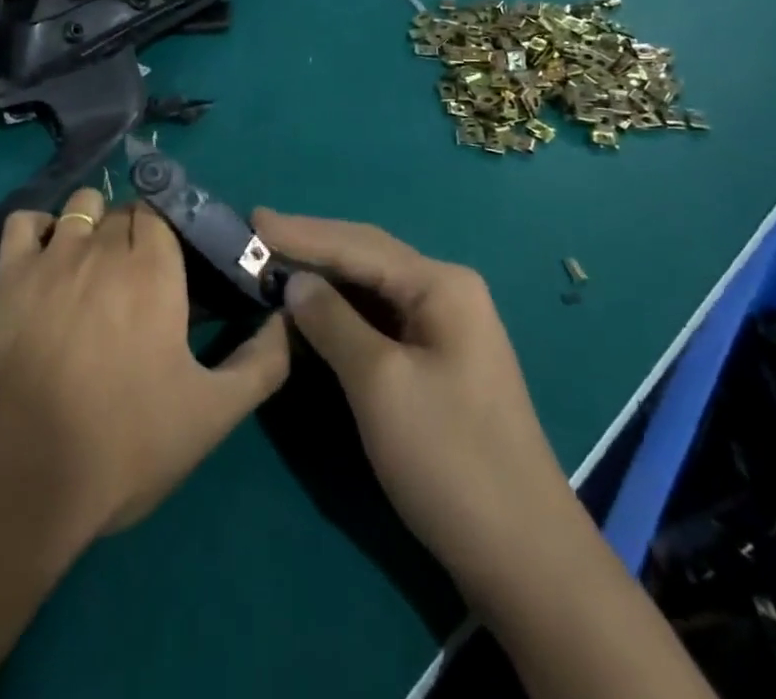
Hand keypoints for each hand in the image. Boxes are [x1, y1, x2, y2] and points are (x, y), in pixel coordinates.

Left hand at [0, 187, 290, 553]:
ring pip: (81, 205)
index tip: (175, 262)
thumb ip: (264, 362)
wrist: (24, 483)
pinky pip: (25, 223)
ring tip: (95, 265)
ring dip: (94, 223)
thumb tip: (290, 318)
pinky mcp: (8, 277)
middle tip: (140, 277)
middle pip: (126, 210)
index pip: (165, 213)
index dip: (172, 232)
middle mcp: (105, 247)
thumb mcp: (212, 414)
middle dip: (137, 231)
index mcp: (154, 270)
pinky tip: (48, 260)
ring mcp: (52, 257)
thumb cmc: (125, 445)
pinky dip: (40, 230)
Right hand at [252, 210, 573, 610]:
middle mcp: (446, 292)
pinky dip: (341, 312)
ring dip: (324, 278)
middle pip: (366, 256)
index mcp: (440, 285)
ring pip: (371, 288)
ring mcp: (445, 327)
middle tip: (256, 235)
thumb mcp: (379, 383)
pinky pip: (379, 319)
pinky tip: (312, 310)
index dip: (301, 233)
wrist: (525, 556)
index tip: (251, 219)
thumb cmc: (449, 458)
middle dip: (311, 246)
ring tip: (274, 264)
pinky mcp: (437, 361)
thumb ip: (332, 321)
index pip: (357, 244)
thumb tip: (295, 282)